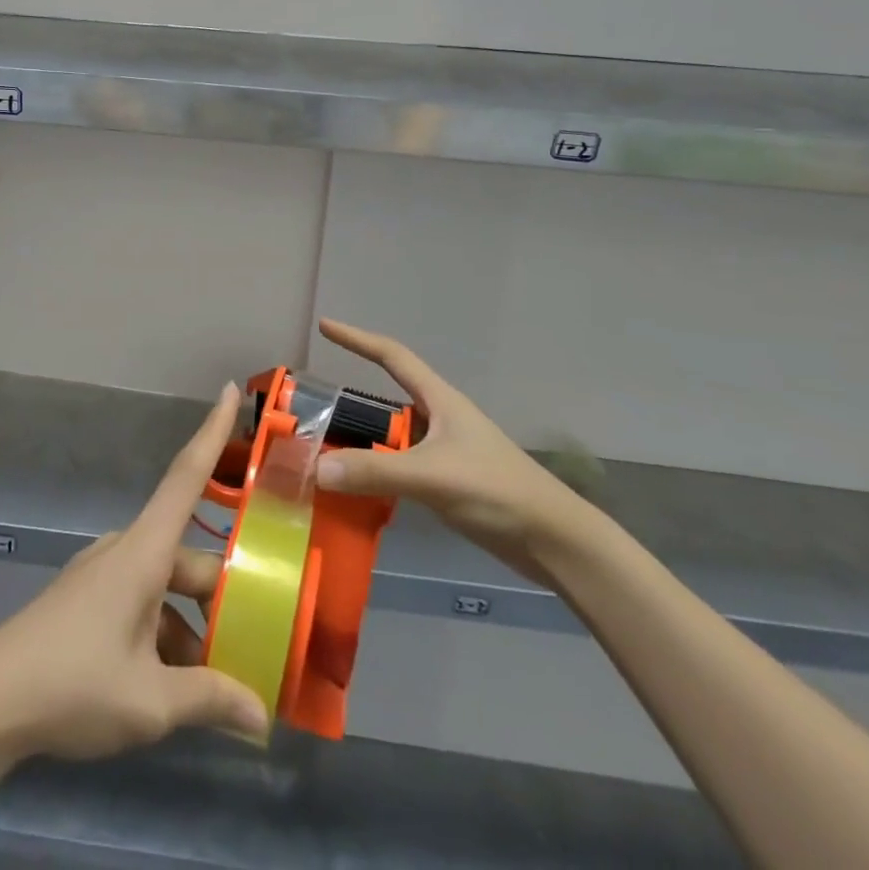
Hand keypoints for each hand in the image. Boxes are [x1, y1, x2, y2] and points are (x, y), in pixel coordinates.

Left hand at [0, 382, 270, 760]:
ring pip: (165, 587)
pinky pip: (140, 602)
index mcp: (144, 552)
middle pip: (187, 558)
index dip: (213, 431)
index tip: (231, 390)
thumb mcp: (150, 701)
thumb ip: (210, 700)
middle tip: (257, 643)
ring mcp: (102, 575)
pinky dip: (162, 634)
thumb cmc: (73, 683)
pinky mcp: (86, 599)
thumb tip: (262, 717)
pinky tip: (170, 687)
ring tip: (215, 687)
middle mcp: (126, 550)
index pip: (187, 476)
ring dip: (190, 627)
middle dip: (221, 598)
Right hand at [313, 319, 599, 586]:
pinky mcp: (449, 483)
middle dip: (351, 402)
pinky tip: (357, 488)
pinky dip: (376, 471)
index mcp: (439, 400)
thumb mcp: (432, 477)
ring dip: (362, 441)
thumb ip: (374, 472)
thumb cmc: (497, 491)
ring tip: (324, 451)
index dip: (357, 338)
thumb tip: (315, 468)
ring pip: (392, 437)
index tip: (325, 327)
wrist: (555, 542)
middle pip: (386, 399)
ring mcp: (445, 452)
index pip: (391, 355)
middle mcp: (440, 419)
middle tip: (313, 410)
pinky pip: (400, 466)